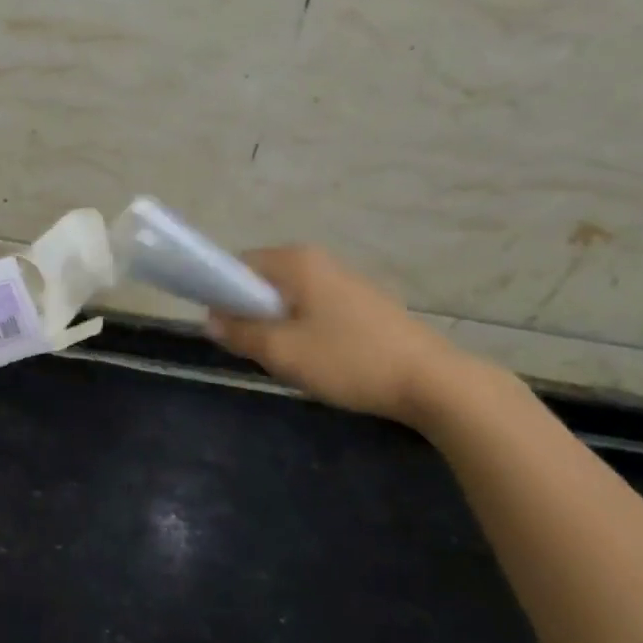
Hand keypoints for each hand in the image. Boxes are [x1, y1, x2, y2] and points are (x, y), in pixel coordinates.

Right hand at [206, 245, 472, 427]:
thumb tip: (211, 320)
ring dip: (279, 324)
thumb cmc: (349, 360)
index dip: (223, 296)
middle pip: (263, 281)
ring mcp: (343, 279)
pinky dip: (304, 328)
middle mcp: (318, 260)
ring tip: (291, 359)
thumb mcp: (283, 352)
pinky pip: (314, 306)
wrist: (432, 382)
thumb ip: (240, 333)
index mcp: (295, 261)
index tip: (227, 331)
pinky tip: (320, 359)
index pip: (238, 266)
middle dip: (253, 313)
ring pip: (289, 297)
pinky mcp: (362, 301)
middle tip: (259, 350)